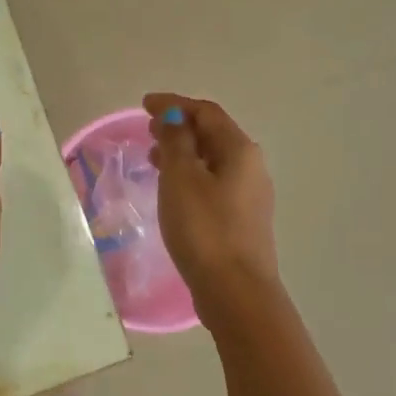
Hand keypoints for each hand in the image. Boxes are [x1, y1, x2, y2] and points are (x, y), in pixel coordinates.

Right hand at [144, 93, 278, 307]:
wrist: (234, 290)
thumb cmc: (204, 228)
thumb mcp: (181, 178)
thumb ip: (176, 141)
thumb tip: (174, 117)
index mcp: (239, 150)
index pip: (206, 112)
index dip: (175, 104)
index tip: (144, 104)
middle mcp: (251, 167)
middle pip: (213, 134)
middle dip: (180, 127)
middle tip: (148, 130)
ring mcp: (250, 195)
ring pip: (213, 160)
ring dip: (184, 152)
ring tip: (154, 158)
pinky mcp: (242, 220)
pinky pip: (213, 183)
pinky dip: (191, 175)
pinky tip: (173, 190)